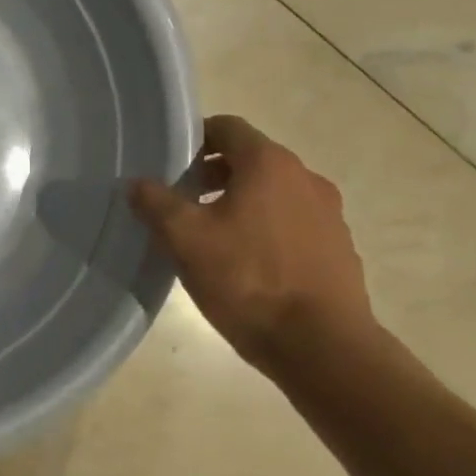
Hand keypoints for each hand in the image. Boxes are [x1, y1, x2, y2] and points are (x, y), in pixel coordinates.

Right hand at [129, 115, 380, 373]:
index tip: (170, 162)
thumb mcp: (185, 240)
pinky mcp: (339, 249)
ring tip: (211, 235)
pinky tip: (247, 264)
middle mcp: (305, 178)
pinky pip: (294, 223)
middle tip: (183, 200)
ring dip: (241, 202)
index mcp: (269, 164)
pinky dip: (267, 229)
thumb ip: (156, 203)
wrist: (324, 348)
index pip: (227, 127)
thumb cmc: (249, 280)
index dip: (195, 137)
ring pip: (274, 193)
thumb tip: (137, 184)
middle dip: (214, 173)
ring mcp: (329, 214)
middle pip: (252, 159)